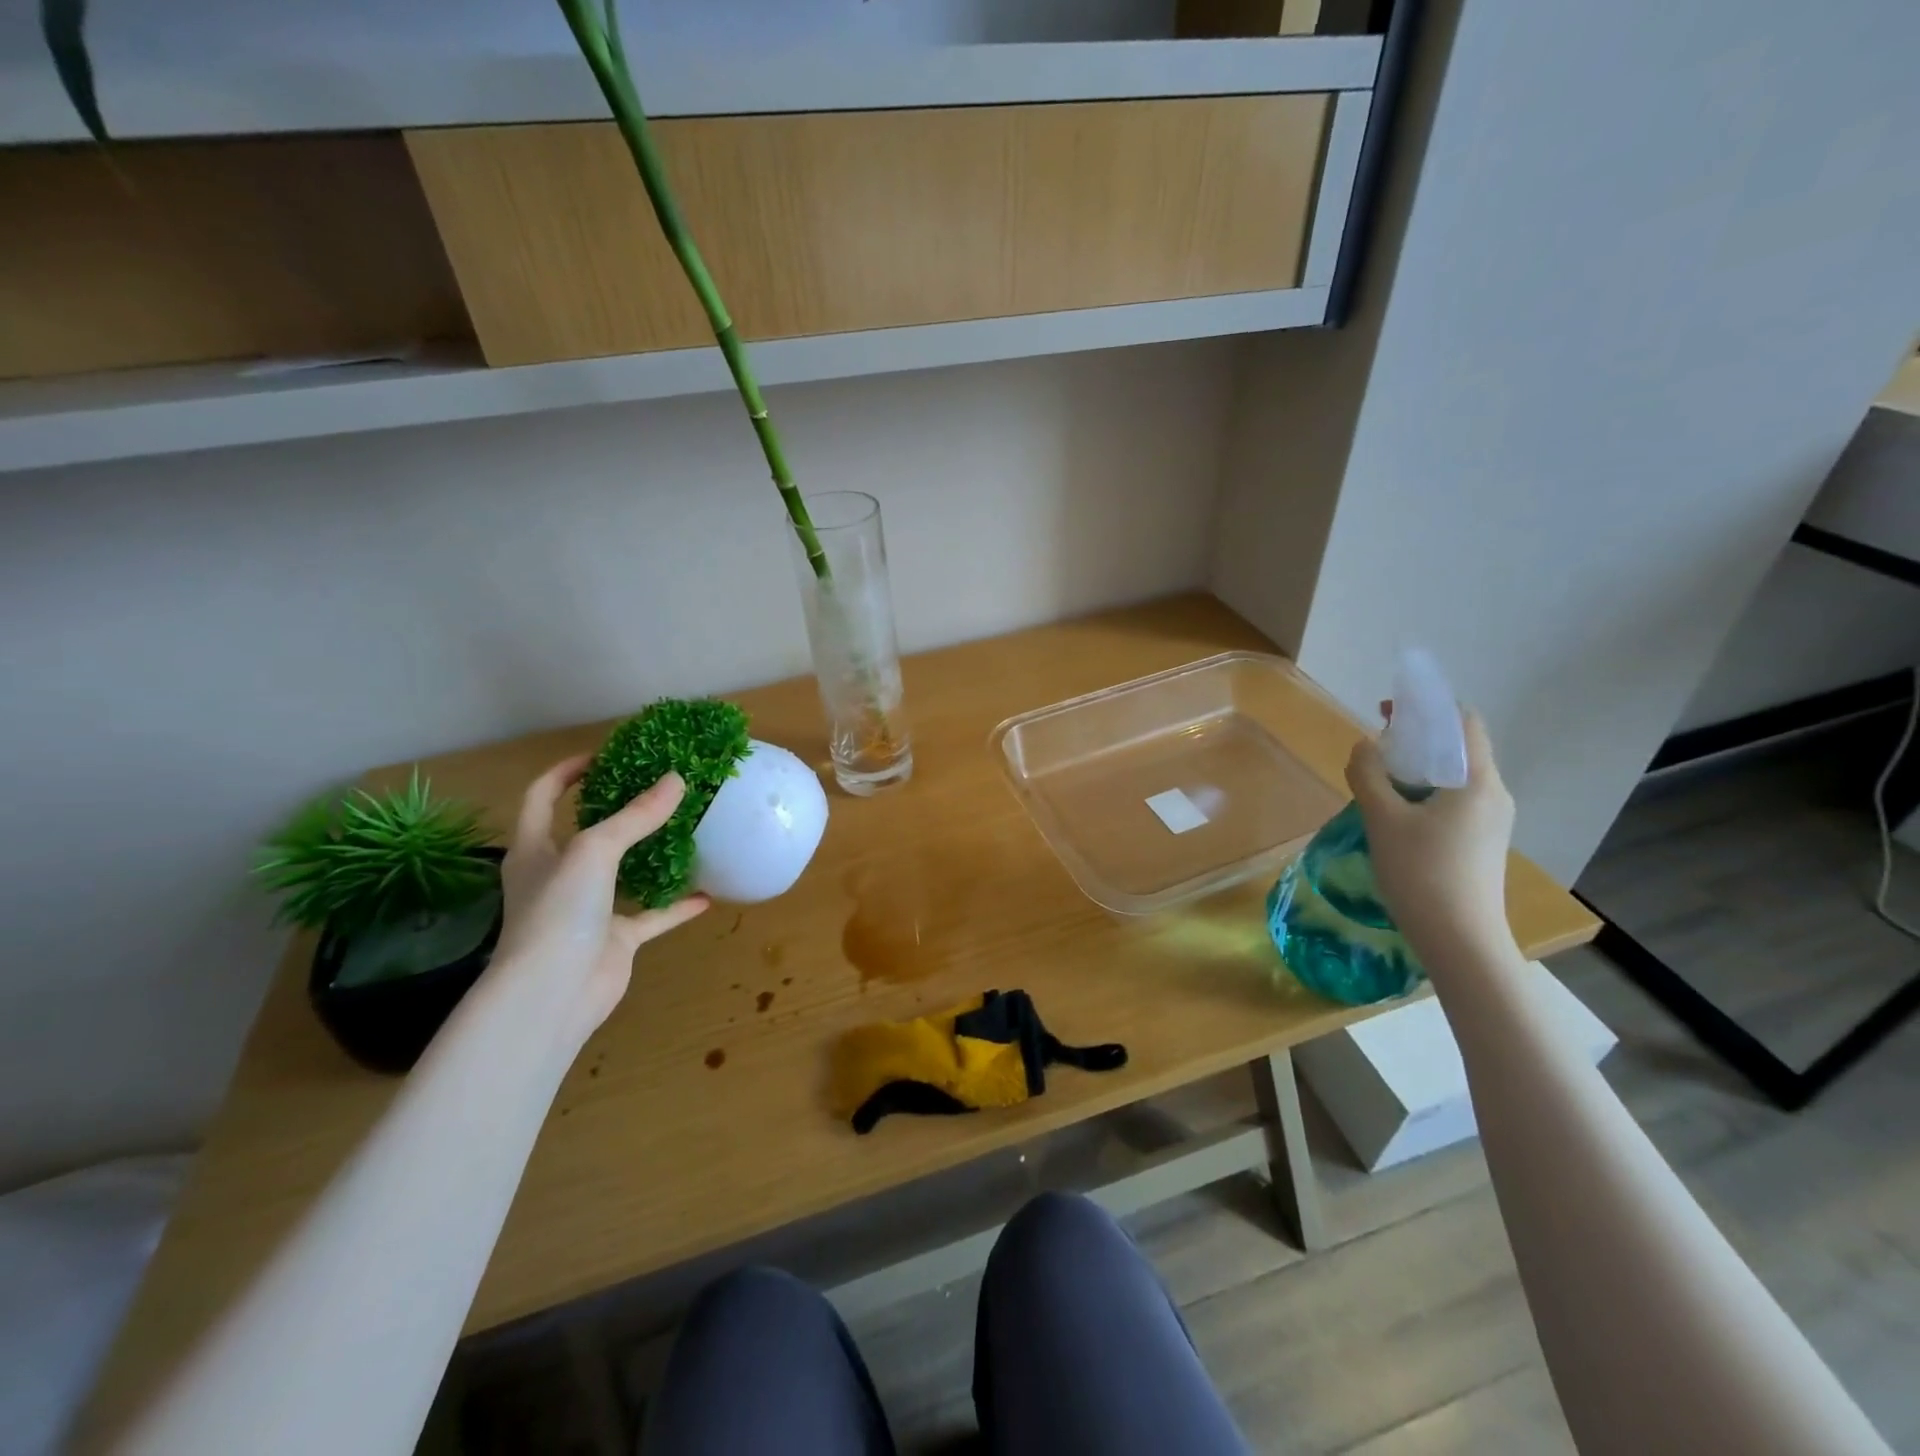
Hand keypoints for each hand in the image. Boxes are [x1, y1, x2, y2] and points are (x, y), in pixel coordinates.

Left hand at [490, 755, 709, 1050]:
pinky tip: (706, 893)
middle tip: (658, 788)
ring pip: (623, 874)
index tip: (605, 755)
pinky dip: (676, 905)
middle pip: (587, 833)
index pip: (543, 797)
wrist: (552, 995)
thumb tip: (677, 779)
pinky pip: (651, 916)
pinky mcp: (614, 940)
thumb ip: (636, 816)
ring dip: (651, 856)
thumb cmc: (558, 913)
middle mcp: (558, 877)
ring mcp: (587, 911)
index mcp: (535, 849)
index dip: (567, 771)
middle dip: (618, 811)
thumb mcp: (594, 851)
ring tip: (685, 831)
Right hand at [1345, 706, 1516, 970]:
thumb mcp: (1383, 819)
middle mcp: (1495, 795)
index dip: (1428, 708)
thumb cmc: (1421, 873)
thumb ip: (1368, 776)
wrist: (1460, 940)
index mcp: (1478, 781)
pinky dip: (1426, 793)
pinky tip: (1396, 813)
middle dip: (1417, 738)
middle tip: (1377, 745)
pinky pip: (1455, 802)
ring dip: (1418, 768)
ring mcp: (1493, 822)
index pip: (1463, 723)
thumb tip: (1364, 747)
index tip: (1389, 711)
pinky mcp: (1483, 844)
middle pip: (1459, 749)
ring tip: (1379, 779)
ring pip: (1455, 778)